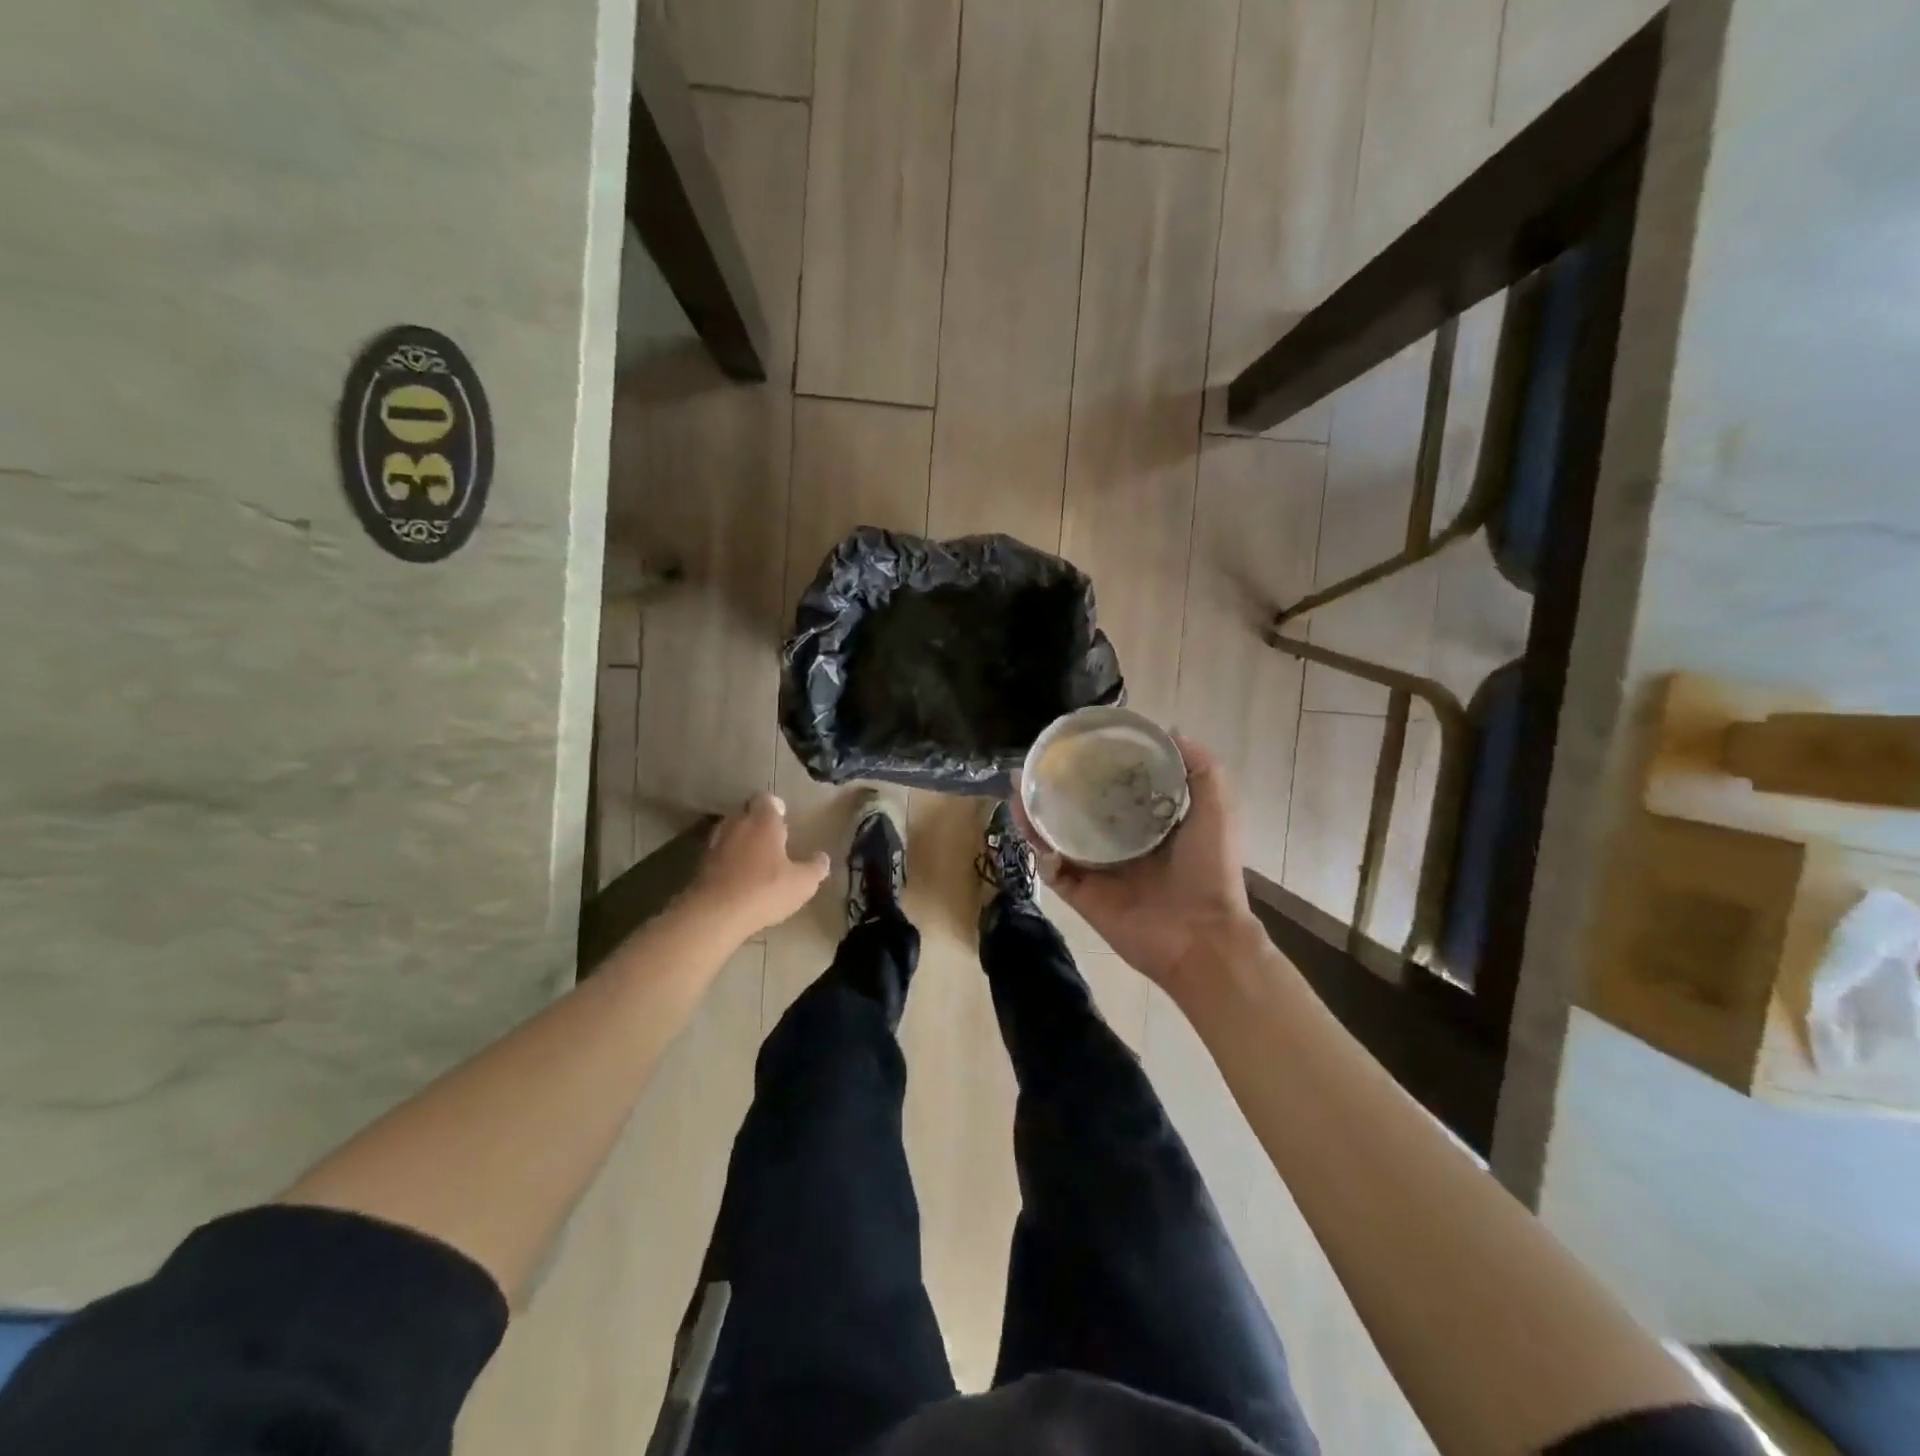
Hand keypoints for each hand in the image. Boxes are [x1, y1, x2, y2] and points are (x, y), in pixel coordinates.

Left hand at [688, 795, 829, 938]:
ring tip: (754, 855)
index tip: (783, 815)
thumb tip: (823, 858)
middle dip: (756, 820)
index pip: (766, 799)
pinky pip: (718, 853)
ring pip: (729, 831)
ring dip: (740, 839)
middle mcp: (737, 824)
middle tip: (771, 835)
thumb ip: (815, 868)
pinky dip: (727, 858)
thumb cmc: (765, 890)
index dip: (775, 805)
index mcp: (763, 821)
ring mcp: (715, 844)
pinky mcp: (700, 864)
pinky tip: (738, 875)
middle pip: (745, 811)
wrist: (714, 914)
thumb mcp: (802, 883)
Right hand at [1021, 736, 1262, 999]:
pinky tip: (1029, 824)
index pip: (1113, 790)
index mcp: (1147, 825)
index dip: (1095, 767)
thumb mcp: (1216, 808)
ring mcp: (1096, 871)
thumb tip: (1169, 730)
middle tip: (1036, 764)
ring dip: (1035, 814)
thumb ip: (1200, 768)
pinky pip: (1052, 869)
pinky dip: (1039, 849)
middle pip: (1077, 811)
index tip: (1077, 743)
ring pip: (1055, 837)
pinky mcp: (1080, 894)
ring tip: (1018, 787)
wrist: (1201, 935)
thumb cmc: (1210, 870)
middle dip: (1055, 788)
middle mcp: (1118, 844)